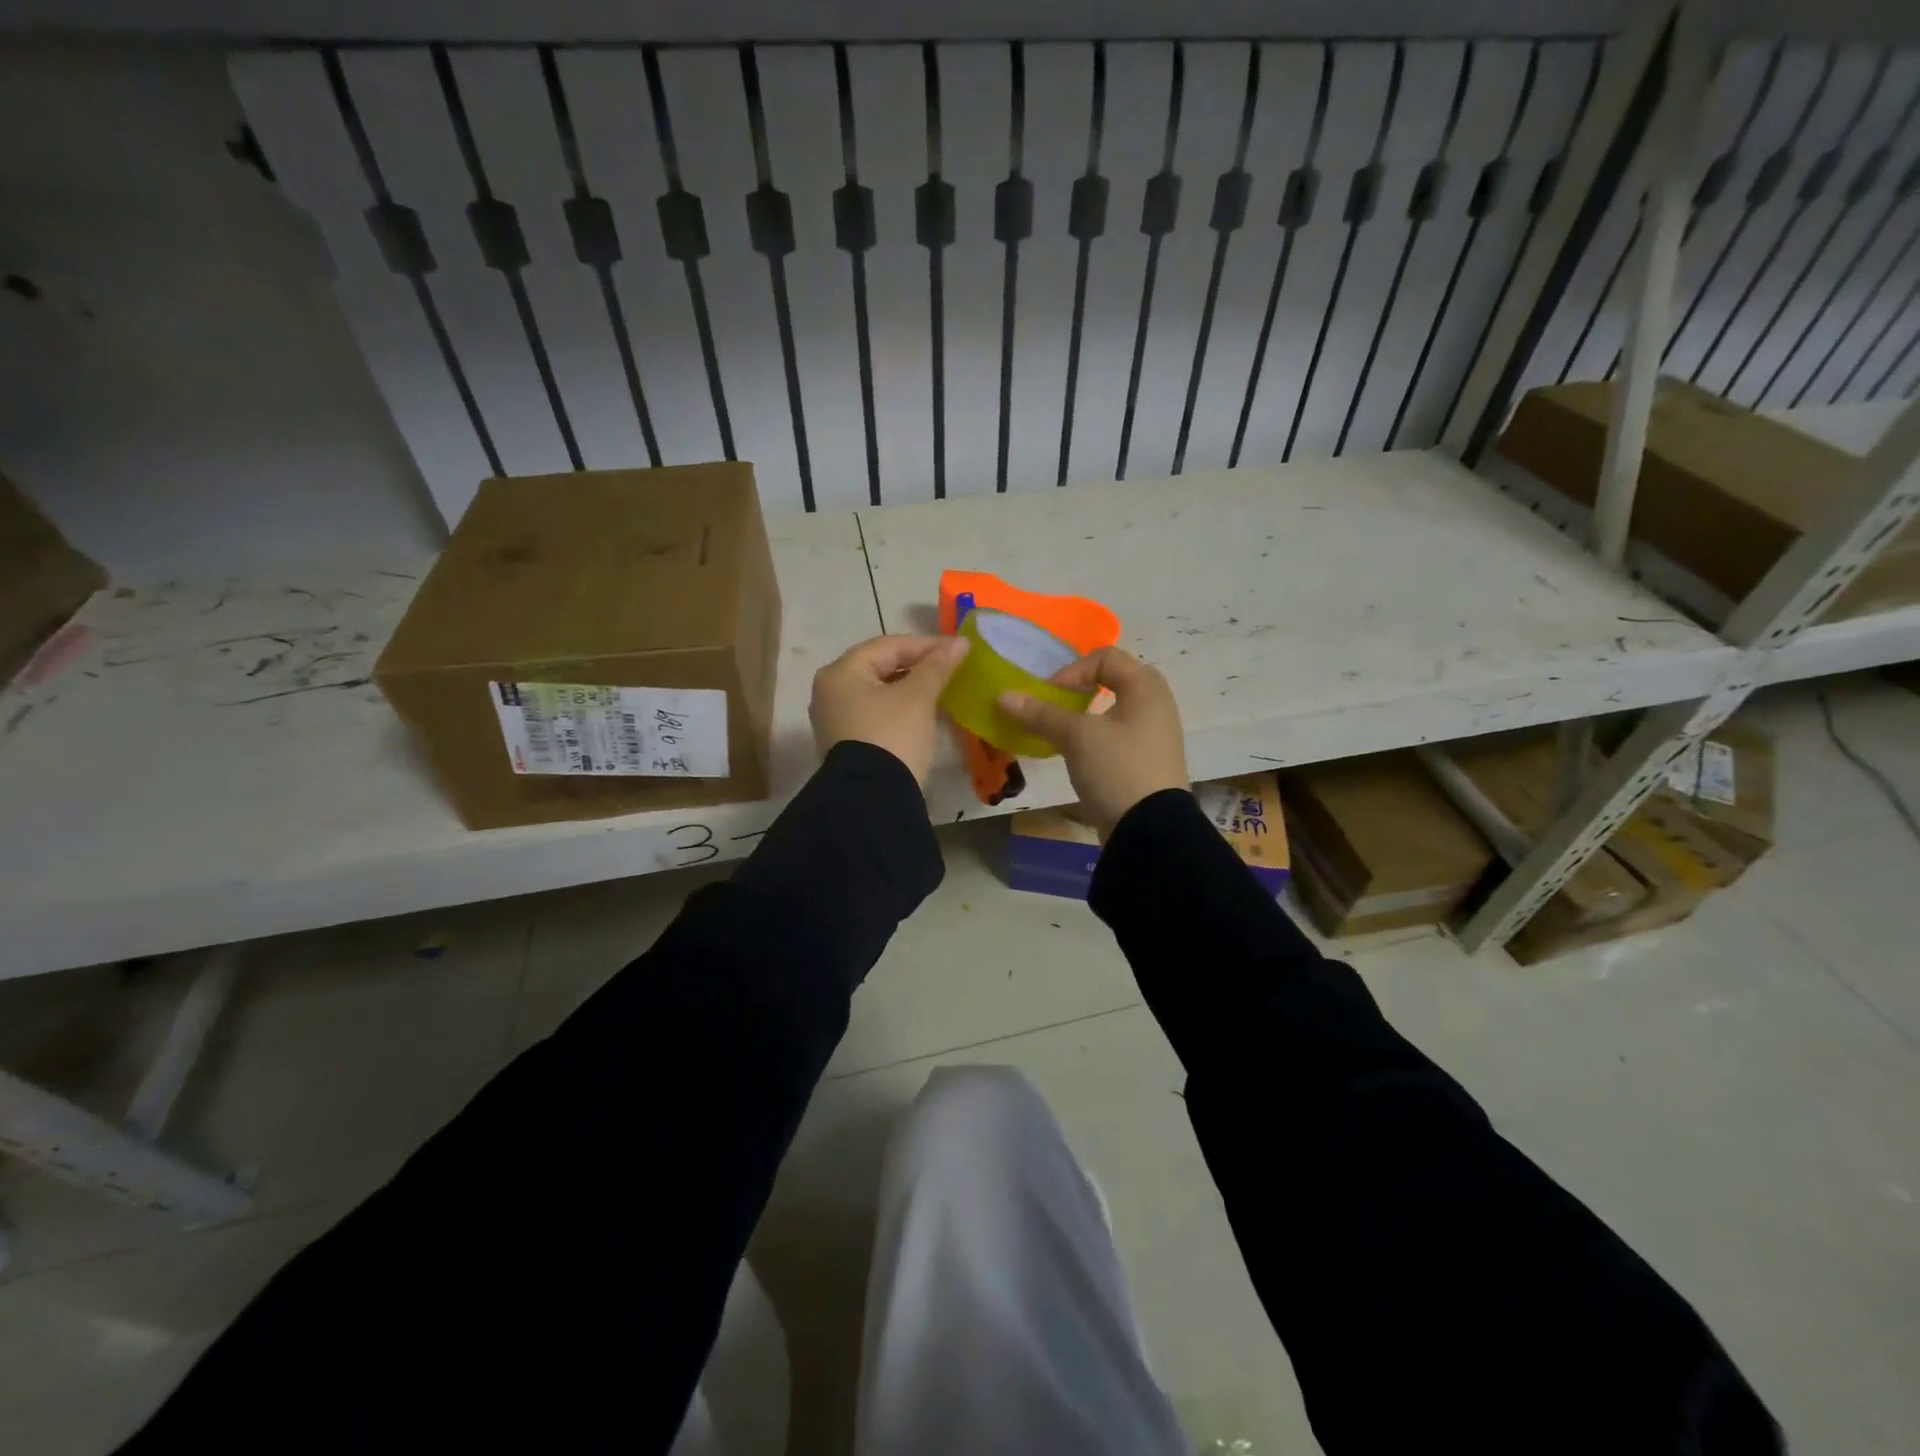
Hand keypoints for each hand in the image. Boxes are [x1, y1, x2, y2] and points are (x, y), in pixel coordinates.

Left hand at [810, 634, 969, 785]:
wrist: (873, 800)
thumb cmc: (892, 737)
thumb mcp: (918, 698)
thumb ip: (937, 667)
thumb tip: (960, 642)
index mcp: (841, 673)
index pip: (888, 646)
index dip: (926, 645)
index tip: (959, 650)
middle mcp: (830, 692)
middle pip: (880, 667)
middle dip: (918, 667)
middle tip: (951, 669)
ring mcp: (835, 720)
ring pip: (879, 693)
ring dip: (911, 689)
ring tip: (942, 690)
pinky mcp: (846, 744)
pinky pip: (876, 715)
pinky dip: (900, 710)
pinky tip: (924, 714)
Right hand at [997, 647, 1188, 839]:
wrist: (1150, 832)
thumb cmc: (1117, 769)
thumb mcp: (1076, 737)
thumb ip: (1040, 714)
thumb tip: (1003, 696)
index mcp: (1146, 687)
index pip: (1104, 657)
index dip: (1071, 671)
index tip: (1049, 696)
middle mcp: (1155, 705)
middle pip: (1110, 681)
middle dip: (1076, 691)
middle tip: (1052, 707)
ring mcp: (1152, 735)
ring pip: (1110, 711)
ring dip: (1080, 716)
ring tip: (1057, 733)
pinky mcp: (1144, 762)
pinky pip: (1114, 736)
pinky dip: (1091, 738)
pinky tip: (1073, 755)